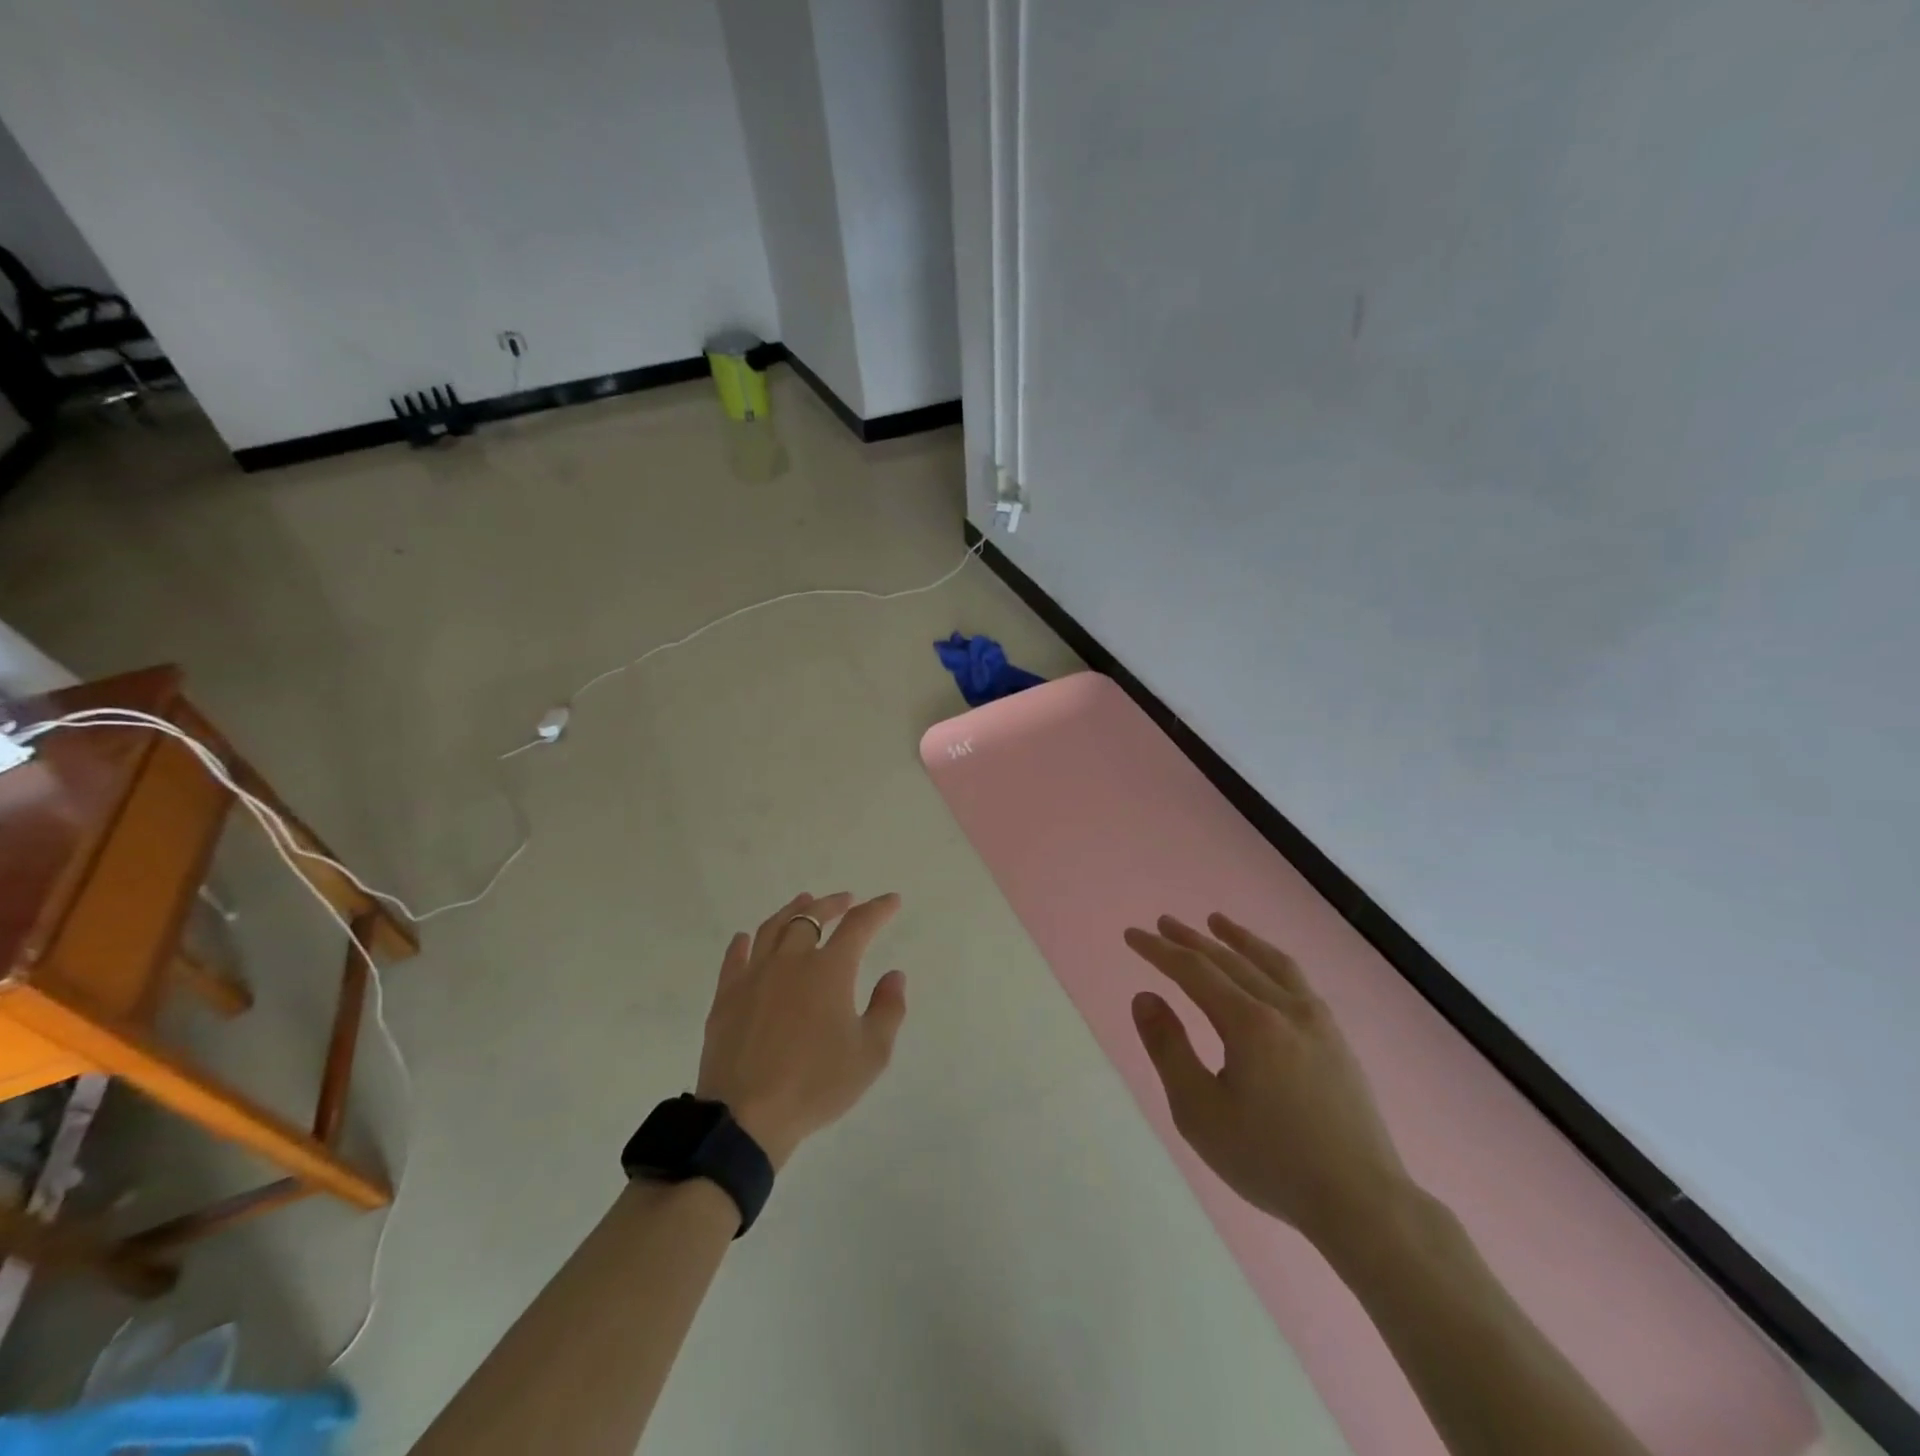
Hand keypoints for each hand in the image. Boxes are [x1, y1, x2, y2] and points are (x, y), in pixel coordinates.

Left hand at [697, 892, 906, 1169]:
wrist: (746, 1117)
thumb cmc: (816, 1085)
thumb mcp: (871, 1054)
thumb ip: (888, 1010)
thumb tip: (894, 975)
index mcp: (829, 970)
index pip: (859, 926)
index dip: (878, 910)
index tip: (891, 901)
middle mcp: (791, 961)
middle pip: (812, 917)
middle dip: (833, 904)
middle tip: (847, 900)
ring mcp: (754, 976)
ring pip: (774, 928)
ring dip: (793, 911)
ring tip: (804, 902)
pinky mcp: (726, 997)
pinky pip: (735, 958)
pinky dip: (745, 943)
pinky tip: (747, 938)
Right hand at [1125, 913, 1409, 1250]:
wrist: (1362, 1202)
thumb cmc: (1270, 1160)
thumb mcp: (1200, 1112)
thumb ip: (1169, 1049)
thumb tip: (1145, 997)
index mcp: (1249, 1023)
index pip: (1194, 971)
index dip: (1159, 951)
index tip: (1132, 935)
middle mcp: (1284, 1008)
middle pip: (1229, 960)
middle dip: (1191, 939)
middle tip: (1162, 923)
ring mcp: (1316, 1021)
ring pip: (1270, 962)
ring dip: (1238, 939)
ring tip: (1216, 921)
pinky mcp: (1336, 1039)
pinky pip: (1297, 981)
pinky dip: (1271, 960)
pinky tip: (1266, 967)